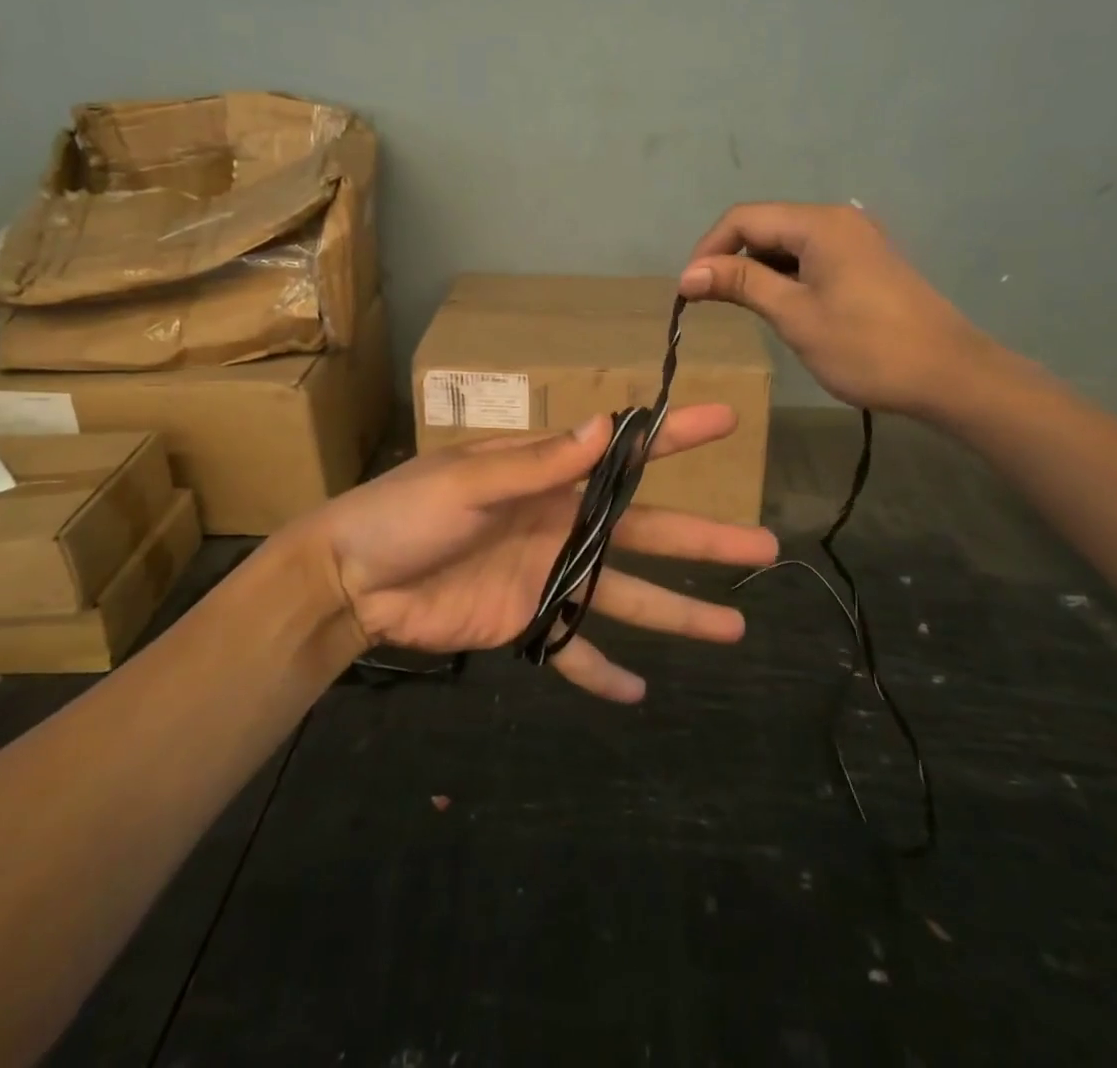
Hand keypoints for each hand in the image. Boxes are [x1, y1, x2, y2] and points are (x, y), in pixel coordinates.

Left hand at [295, 405, 777, 701]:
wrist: (353, 576)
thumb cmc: (407, 512)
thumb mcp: (470, 480)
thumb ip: (538, 463)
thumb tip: (605, 426)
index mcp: (549, 478)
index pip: (624, 454)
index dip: (675, 437)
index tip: (726, 421)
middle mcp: (561, 523)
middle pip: (646, 532)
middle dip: (704, 538)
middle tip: (764, 545)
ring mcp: (549, 575)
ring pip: (626, 594)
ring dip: (677, 612)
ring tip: (734, 629)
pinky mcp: (527, 622)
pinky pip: (573, 649)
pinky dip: (602, 671)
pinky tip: (639, 695)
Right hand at [679, 202, 997, 415]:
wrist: (949, 375)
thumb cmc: (867, 347)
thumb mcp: (795, 316)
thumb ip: (741, 285)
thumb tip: (687, 274)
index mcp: (819, 224)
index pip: (743, 218)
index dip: (708, 250)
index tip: (688, 290)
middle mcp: (837, 220)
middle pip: (764, 225)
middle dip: (730, 259)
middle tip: (708, 302)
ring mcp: (855, 240)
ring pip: (786, 243)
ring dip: (755, 269)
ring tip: (739, 308)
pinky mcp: (865, 262)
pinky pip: (810, 257)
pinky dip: (783, 276)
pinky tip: (778, 306)